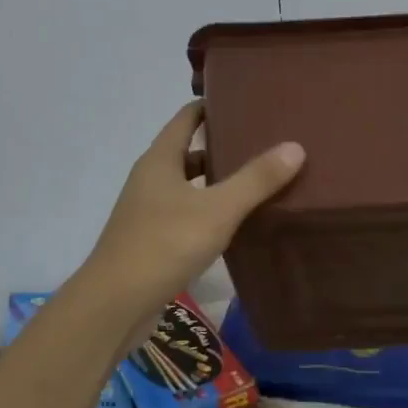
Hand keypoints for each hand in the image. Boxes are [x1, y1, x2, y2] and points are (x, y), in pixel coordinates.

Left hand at [82, 102, 304, 314]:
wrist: (113, 306)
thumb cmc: (163, 245)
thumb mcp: (217, 209)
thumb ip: (256, 179)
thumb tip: (295, 146)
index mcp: (160, 160)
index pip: (186, 118)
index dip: (211, 106)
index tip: (244, 101)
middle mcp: (150, 179)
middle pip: (187, 151)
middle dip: (220, 145)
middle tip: (261, 142)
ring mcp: (146, 212)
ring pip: (187, 185)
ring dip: (215, 181)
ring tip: (255, 181)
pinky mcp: (150, 241)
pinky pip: (184, 213)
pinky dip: (207, 210)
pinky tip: (233, 223)